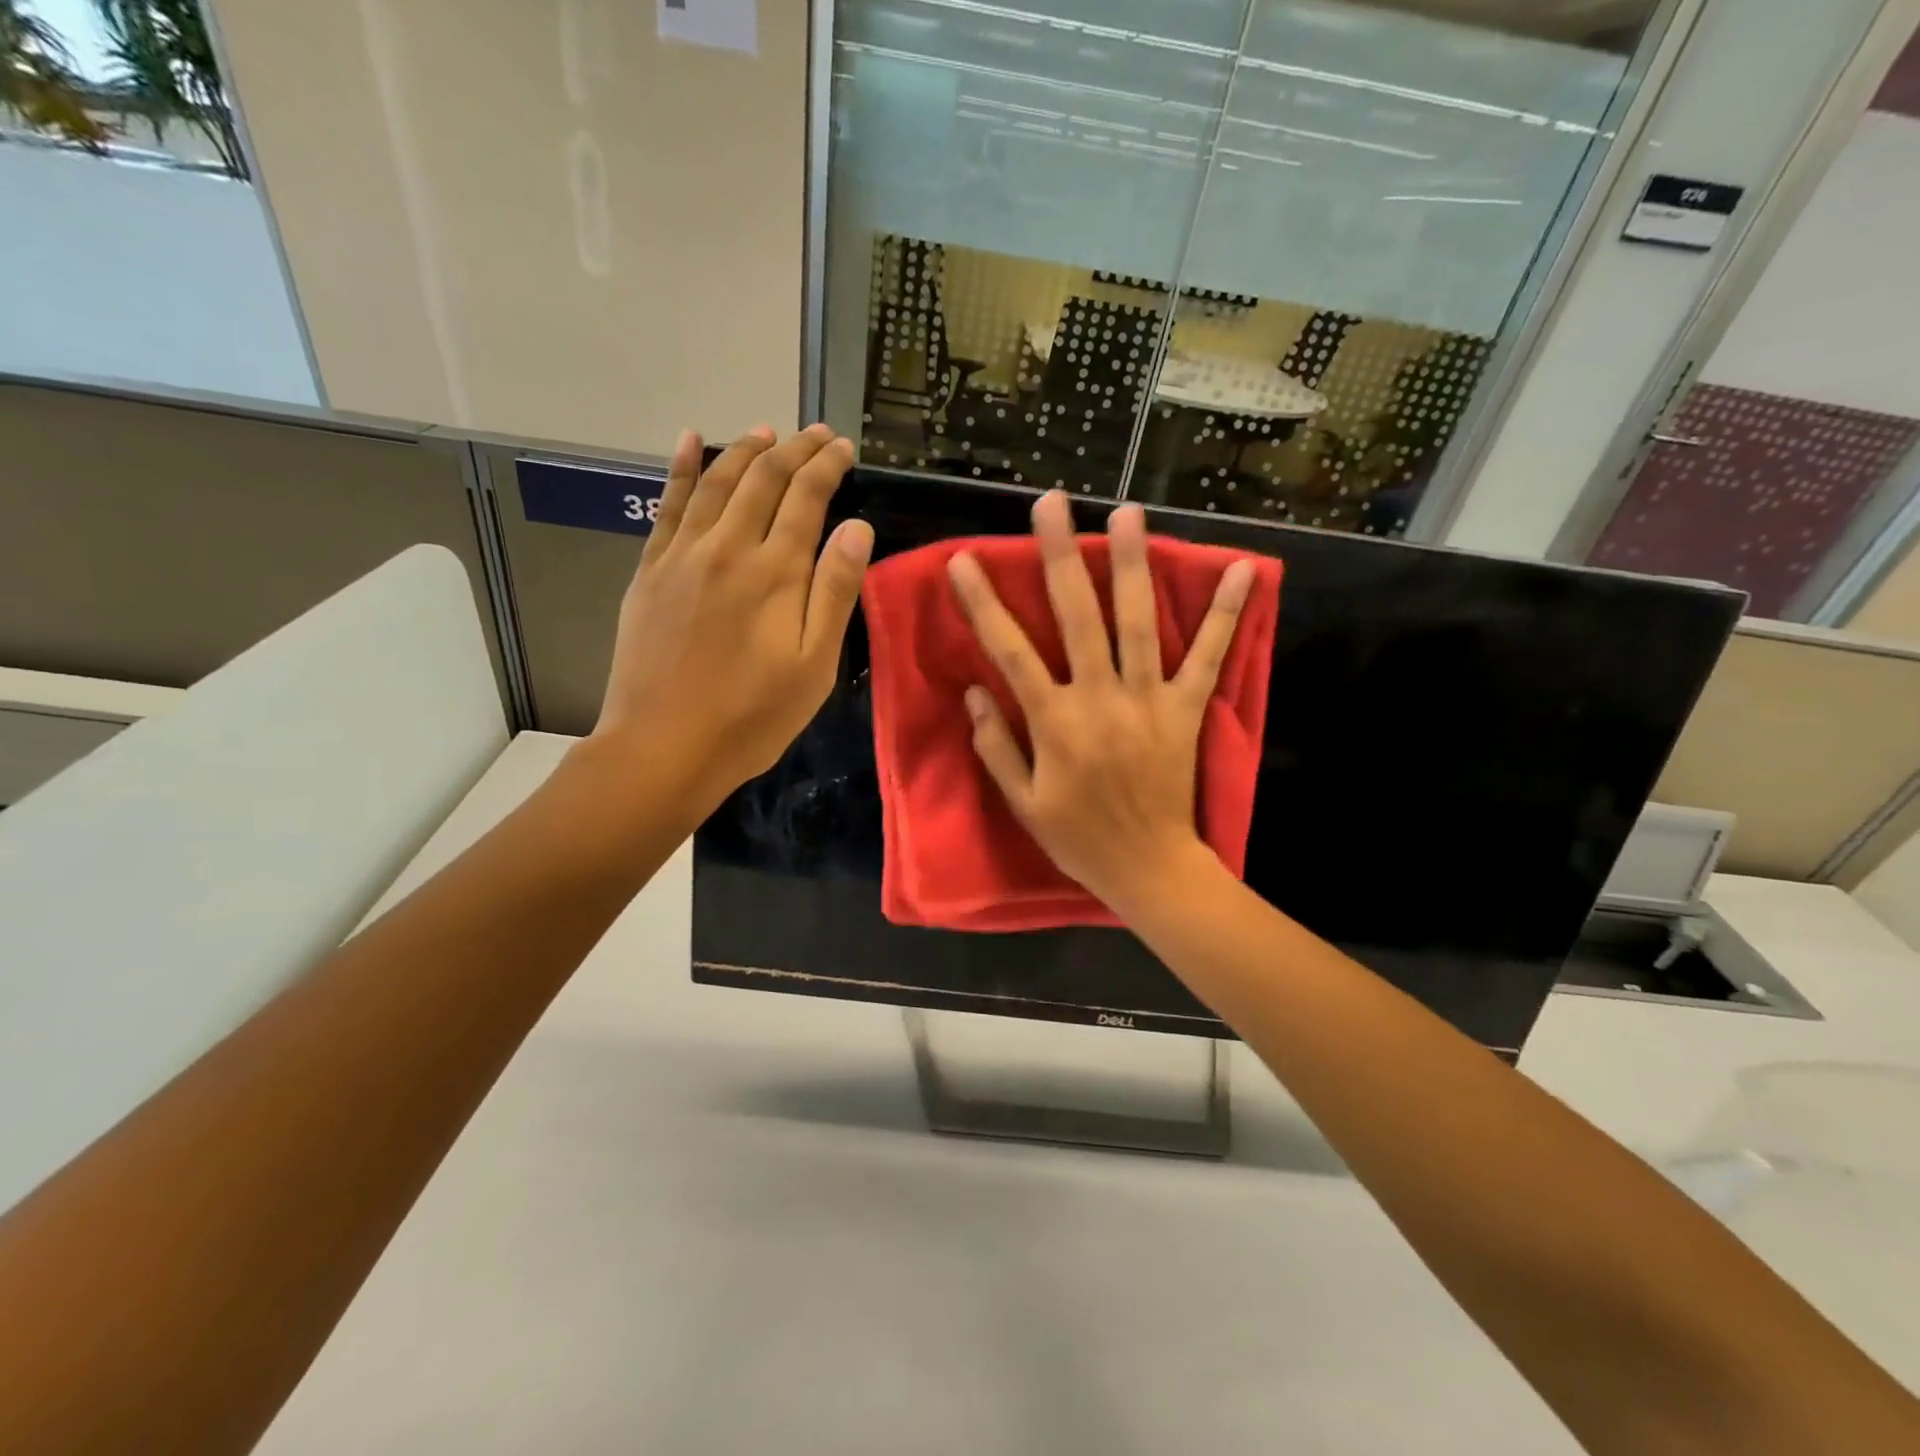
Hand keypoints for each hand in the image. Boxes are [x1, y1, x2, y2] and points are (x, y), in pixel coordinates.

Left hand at [589, 423, 870, 809]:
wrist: (664, 747)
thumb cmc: (752, 716)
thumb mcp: (814, 666)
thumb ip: (834, 592)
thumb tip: (857, 527)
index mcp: (776, 572)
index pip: (806, 498)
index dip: (826, 465)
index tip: (843, 447)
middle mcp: (728, 548)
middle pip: (763, 479)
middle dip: (793, 450)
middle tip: (816, 434)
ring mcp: (682, 556)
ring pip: (716, 482)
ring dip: (744, 451)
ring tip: (766, 430)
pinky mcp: (650, 571)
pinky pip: (667, 505)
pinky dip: (680, 468)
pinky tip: (689, 441)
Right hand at [947, 491, 1253, 911]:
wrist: (1149, 867)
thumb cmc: (1078, 837)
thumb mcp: (1023, 802)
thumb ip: (996, 745)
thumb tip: (976, 692)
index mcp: (1054, 722)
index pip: (1010, 652)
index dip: (984, 605)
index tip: (963, 562)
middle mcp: (1100, 698)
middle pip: (1077, 617)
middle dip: (1060, 557)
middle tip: (1051, 504)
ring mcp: (1148, 699)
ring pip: (1138, 622)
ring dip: (1132, 565)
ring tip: (1128, 513)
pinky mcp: (1186, 709)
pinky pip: (1208, 656)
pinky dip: (1225, 614)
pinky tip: (1243, 571)